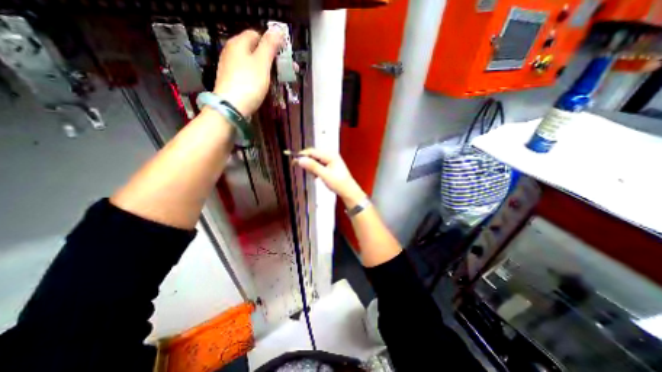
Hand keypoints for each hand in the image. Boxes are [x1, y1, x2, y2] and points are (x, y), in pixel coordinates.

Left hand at [214, 28, 282, 116]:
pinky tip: (262, 88)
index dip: (271, 44)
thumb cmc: (249, 83)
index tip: (282, 58)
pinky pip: (247, 75)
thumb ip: (270, 46)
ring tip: (275, 82)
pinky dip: (256, 79)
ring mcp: (229, 67)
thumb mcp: (262, 63)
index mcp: (238, 43)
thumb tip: (277, 29)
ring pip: (251, 64)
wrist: (231, 107)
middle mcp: (231, 51)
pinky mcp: (231, 80)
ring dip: (265, 71)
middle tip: (283, 72)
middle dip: (270, 60)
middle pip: (254, 50)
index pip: (257, 35)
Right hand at [295, 147, 366, 205]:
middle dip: (308, 163)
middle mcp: (330, 155)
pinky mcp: (330, 165)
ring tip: (315, 176)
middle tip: (306, 172)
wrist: (348, 191)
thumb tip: (300, 159)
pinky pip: (318, 165)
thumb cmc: (339, 183)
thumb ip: (312, 166)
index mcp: (330, 155)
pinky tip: (317, 177)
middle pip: (313, 155)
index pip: (312, 151)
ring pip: (315, 161)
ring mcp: (330, 160)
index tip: (293, 161)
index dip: (302, 155)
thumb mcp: (325, 175)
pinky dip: (315, 170)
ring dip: (312, 168)